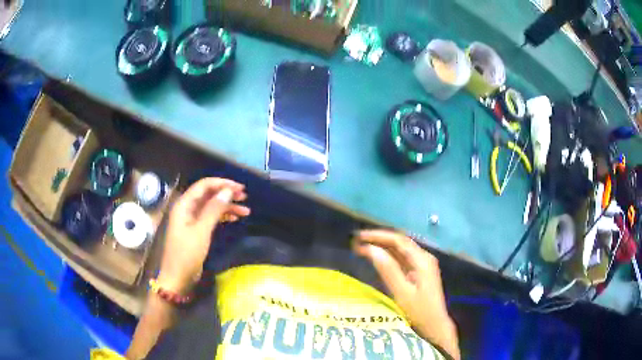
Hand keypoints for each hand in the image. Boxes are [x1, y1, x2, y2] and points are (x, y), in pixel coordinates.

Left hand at [158, 178, 249, 292]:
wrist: (178, 278)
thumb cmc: (187, 254)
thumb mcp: (201, 231)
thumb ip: (214, 209)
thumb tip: (228, 191)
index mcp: (184, 205)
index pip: (204, 185)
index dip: (222, 183)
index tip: (240, 188)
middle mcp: (187, 208)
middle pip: (208, 194)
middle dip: (226, 194)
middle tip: (244, 197)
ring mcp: (191, 219)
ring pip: (211, 206)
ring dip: (227, 206)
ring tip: (246, 210)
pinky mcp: (196, 230)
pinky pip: (210, 217)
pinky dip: (222, 216)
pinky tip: (235, 218)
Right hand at [353, 230, 458, 359]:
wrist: (435, 325)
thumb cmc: (419, 311)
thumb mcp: (402, 292)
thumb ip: (388, 269)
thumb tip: (371, 249)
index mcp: (422, 260)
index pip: (398, 240)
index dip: (378, 236)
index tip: (359, 236)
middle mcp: (423, 257)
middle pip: (400, 242)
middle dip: (379, 239)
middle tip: (358, 241)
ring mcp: (422, 265)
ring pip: (401, 250)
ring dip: (383, 246)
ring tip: (363, 246)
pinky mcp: (419, 272)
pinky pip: (402, 259)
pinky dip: (389, 256)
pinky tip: (377, 257)